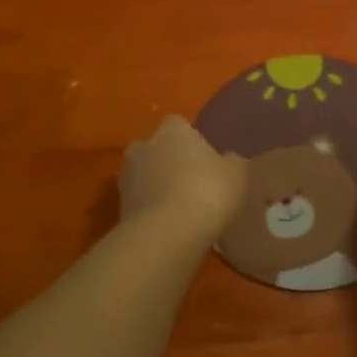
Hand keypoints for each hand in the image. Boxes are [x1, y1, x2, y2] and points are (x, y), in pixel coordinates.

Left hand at [120, 116, 246, 244]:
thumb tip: (229, 159)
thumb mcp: (236, 175)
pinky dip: (149, 210)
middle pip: (153, 148)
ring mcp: (127, 178)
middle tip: (186, 179)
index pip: (177, 124)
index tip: (201, 156)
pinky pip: (138, 203)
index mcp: (172, 130)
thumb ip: (231, 162)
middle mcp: (144, 147)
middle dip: (165, 160)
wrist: (167, 233)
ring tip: (176, 206)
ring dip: (154, 186)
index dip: (188, 139)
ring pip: (142, 175)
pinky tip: (167, 225)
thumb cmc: (207, 191)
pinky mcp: (120, 208)